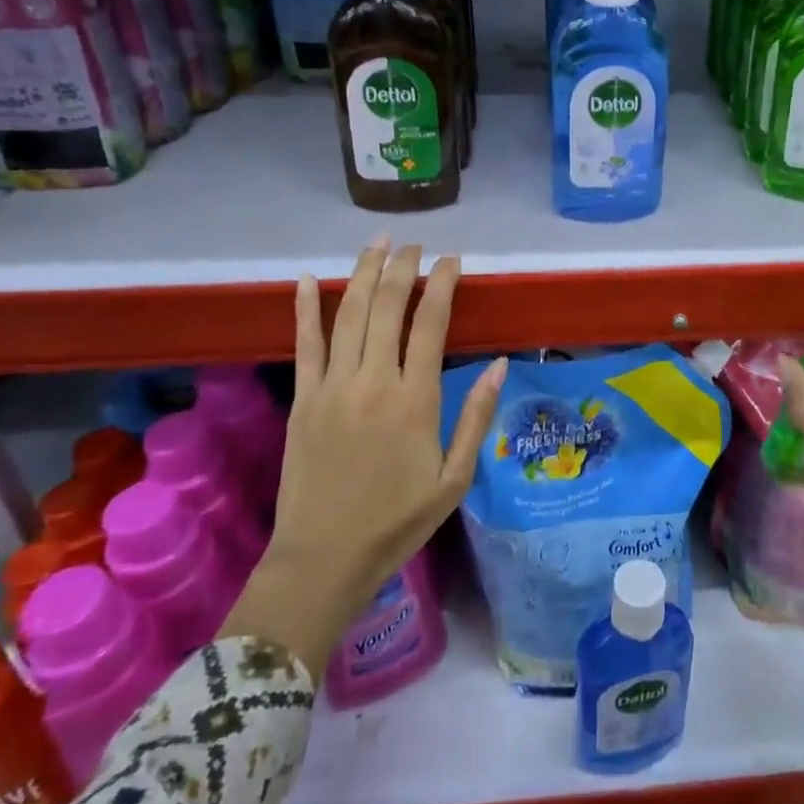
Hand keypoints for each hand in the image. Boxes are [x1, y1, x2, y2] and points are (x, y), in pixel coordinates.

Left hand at [221, 241, 506, 669]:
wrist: (323, 560)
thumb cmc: (397, 522)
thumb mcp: (454, 479)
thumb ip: (476, 417)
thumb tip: (501, 364)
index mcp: (414, 400)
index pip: (431, 324)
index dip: (443, 285)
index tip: (452, 260)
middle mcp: (373, 381)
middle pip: (388, 307)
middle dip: (403, 268)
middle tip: (415, 245)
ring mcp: (332, 387)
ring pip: (348, 314)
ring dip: (363, 273)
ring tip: (378, 243)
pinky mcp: (302, 399)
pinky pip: (304, 344)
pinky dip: (304, 309)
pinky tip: (304, 279)